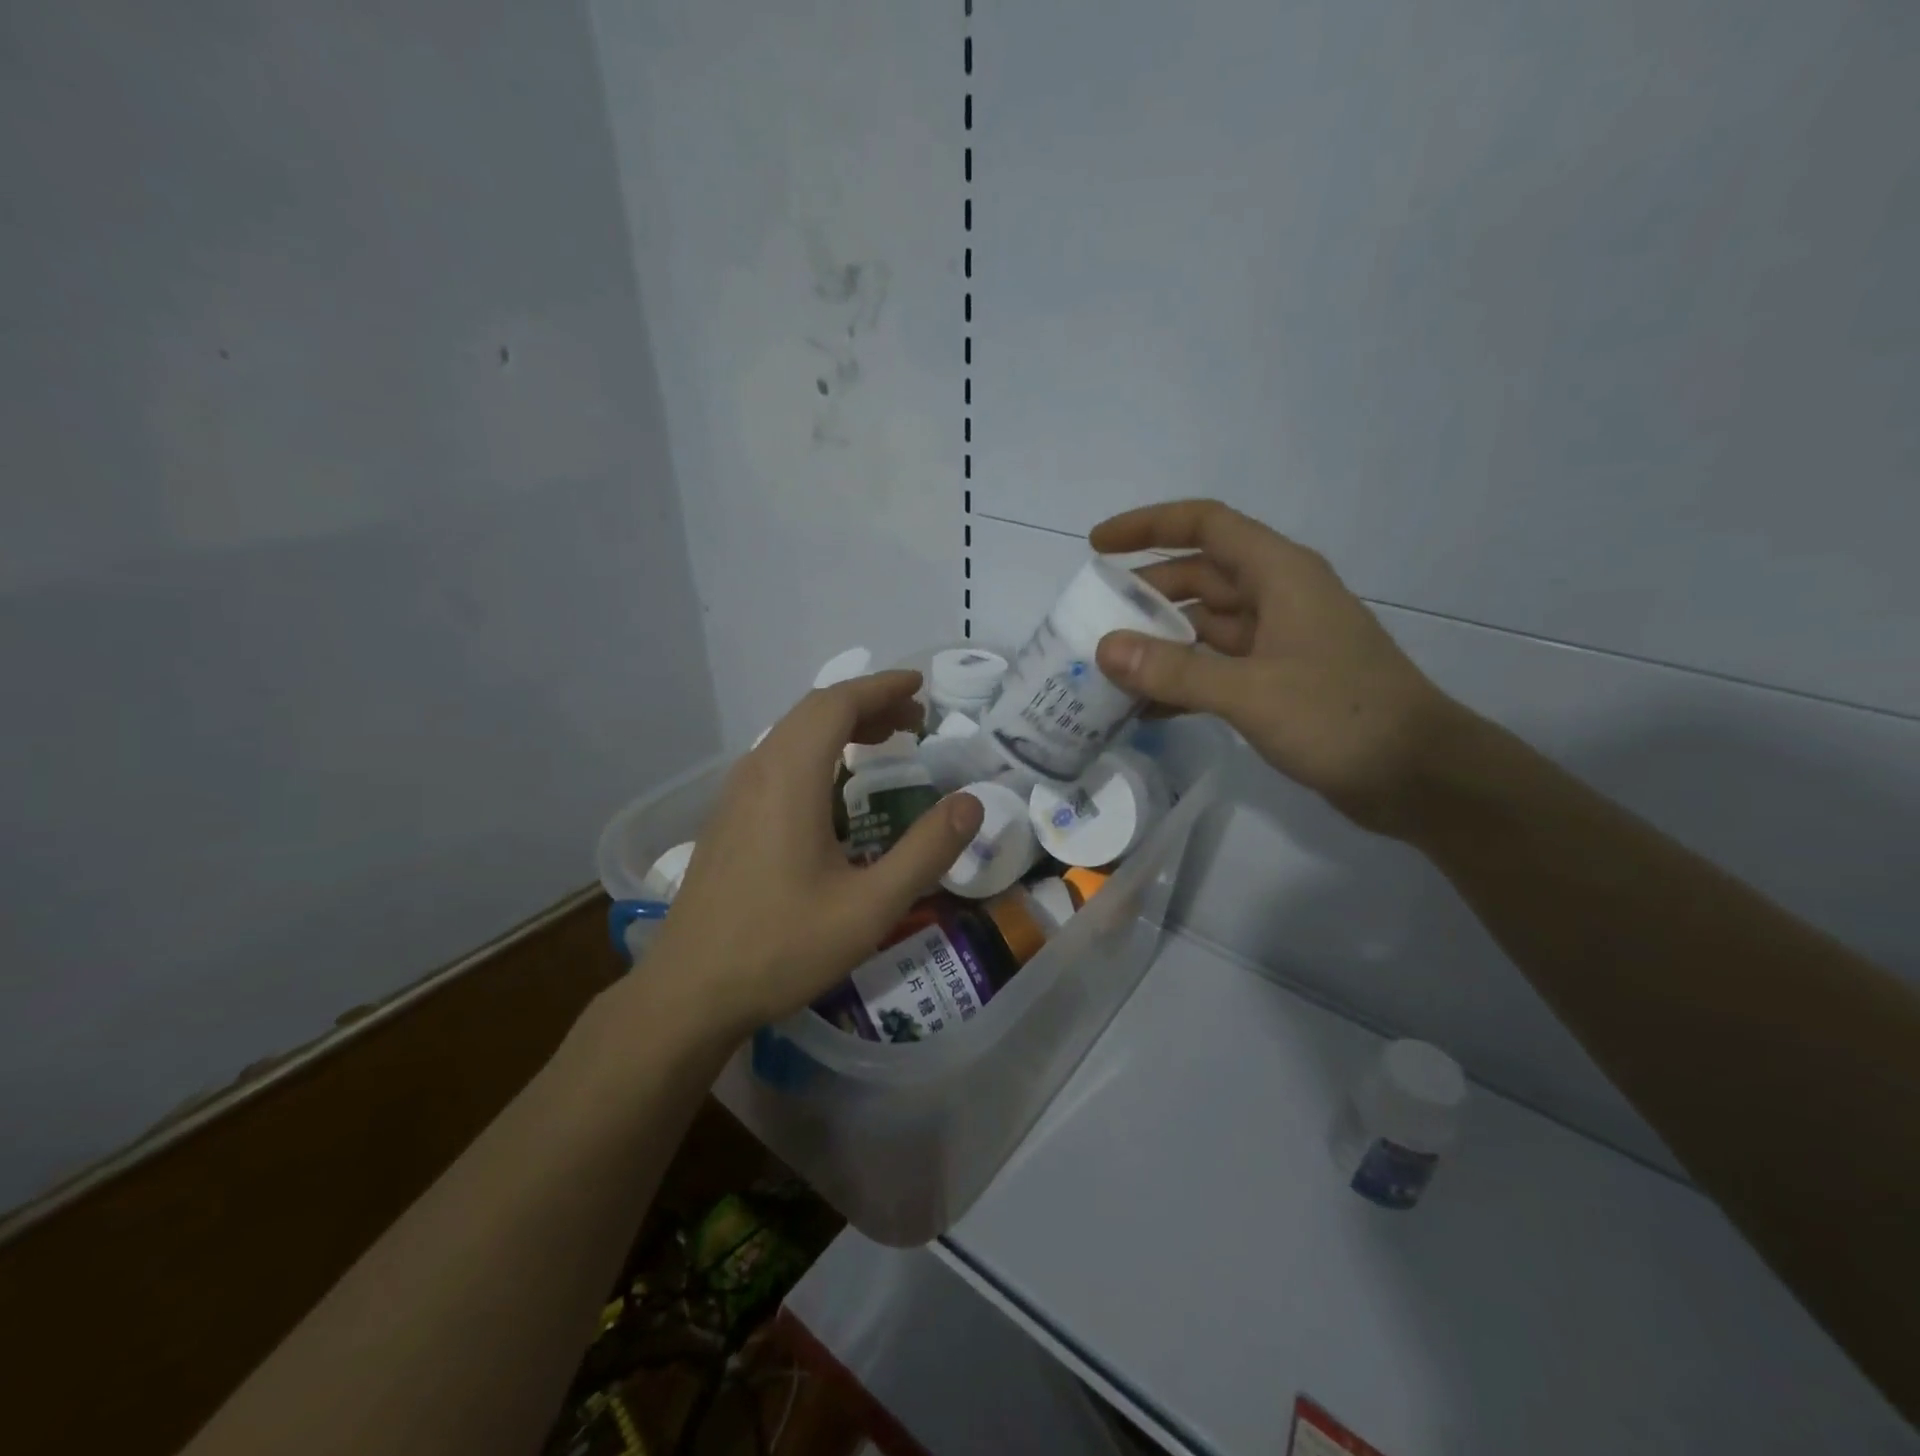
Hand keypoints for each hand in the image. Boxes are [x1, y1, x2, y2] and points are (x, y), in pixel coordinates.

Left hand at [645, 671, 984, 1039]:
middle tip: (914, 722)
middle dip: (867, 704)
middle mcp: (757, 770)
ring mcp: (735, 794)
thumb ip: (926, 851)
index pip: (836, 703)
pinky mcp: (728, 818)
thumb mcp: (870, 906)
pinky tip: (835, 787)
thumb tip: (971, 803)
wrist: (688, 993)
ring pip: (791, 734)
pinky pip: (777, 759)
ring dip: (840, 727)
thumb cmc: (781, 947)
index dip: (881, 687)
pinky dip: (817, 751)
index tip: (920, 687)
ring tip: (884, 743)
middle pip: (814, 711)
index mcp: (790, 777)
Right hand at [1090, 499, 1466, 835]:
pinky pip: (1215, 668)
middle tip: (1092, 619)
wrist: (1418, 777)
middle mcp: (1277, 598)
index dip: (1149, 526)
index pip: (1206, 525)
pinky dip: (1181, 681)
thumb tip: (1104, 649)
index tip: (1097, 545)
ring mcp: (1278, 642)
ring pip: (1204, 627)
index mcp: (1279, 574)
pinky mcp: (1277, 683)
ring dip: (1159, 643)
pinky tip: (1143, 709)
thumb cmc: (1341, 717)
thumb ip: (1176, 670)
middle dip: (1144, 594)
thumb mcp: (1251, 691)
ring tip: (1106, 667)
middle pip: (1199, 577)